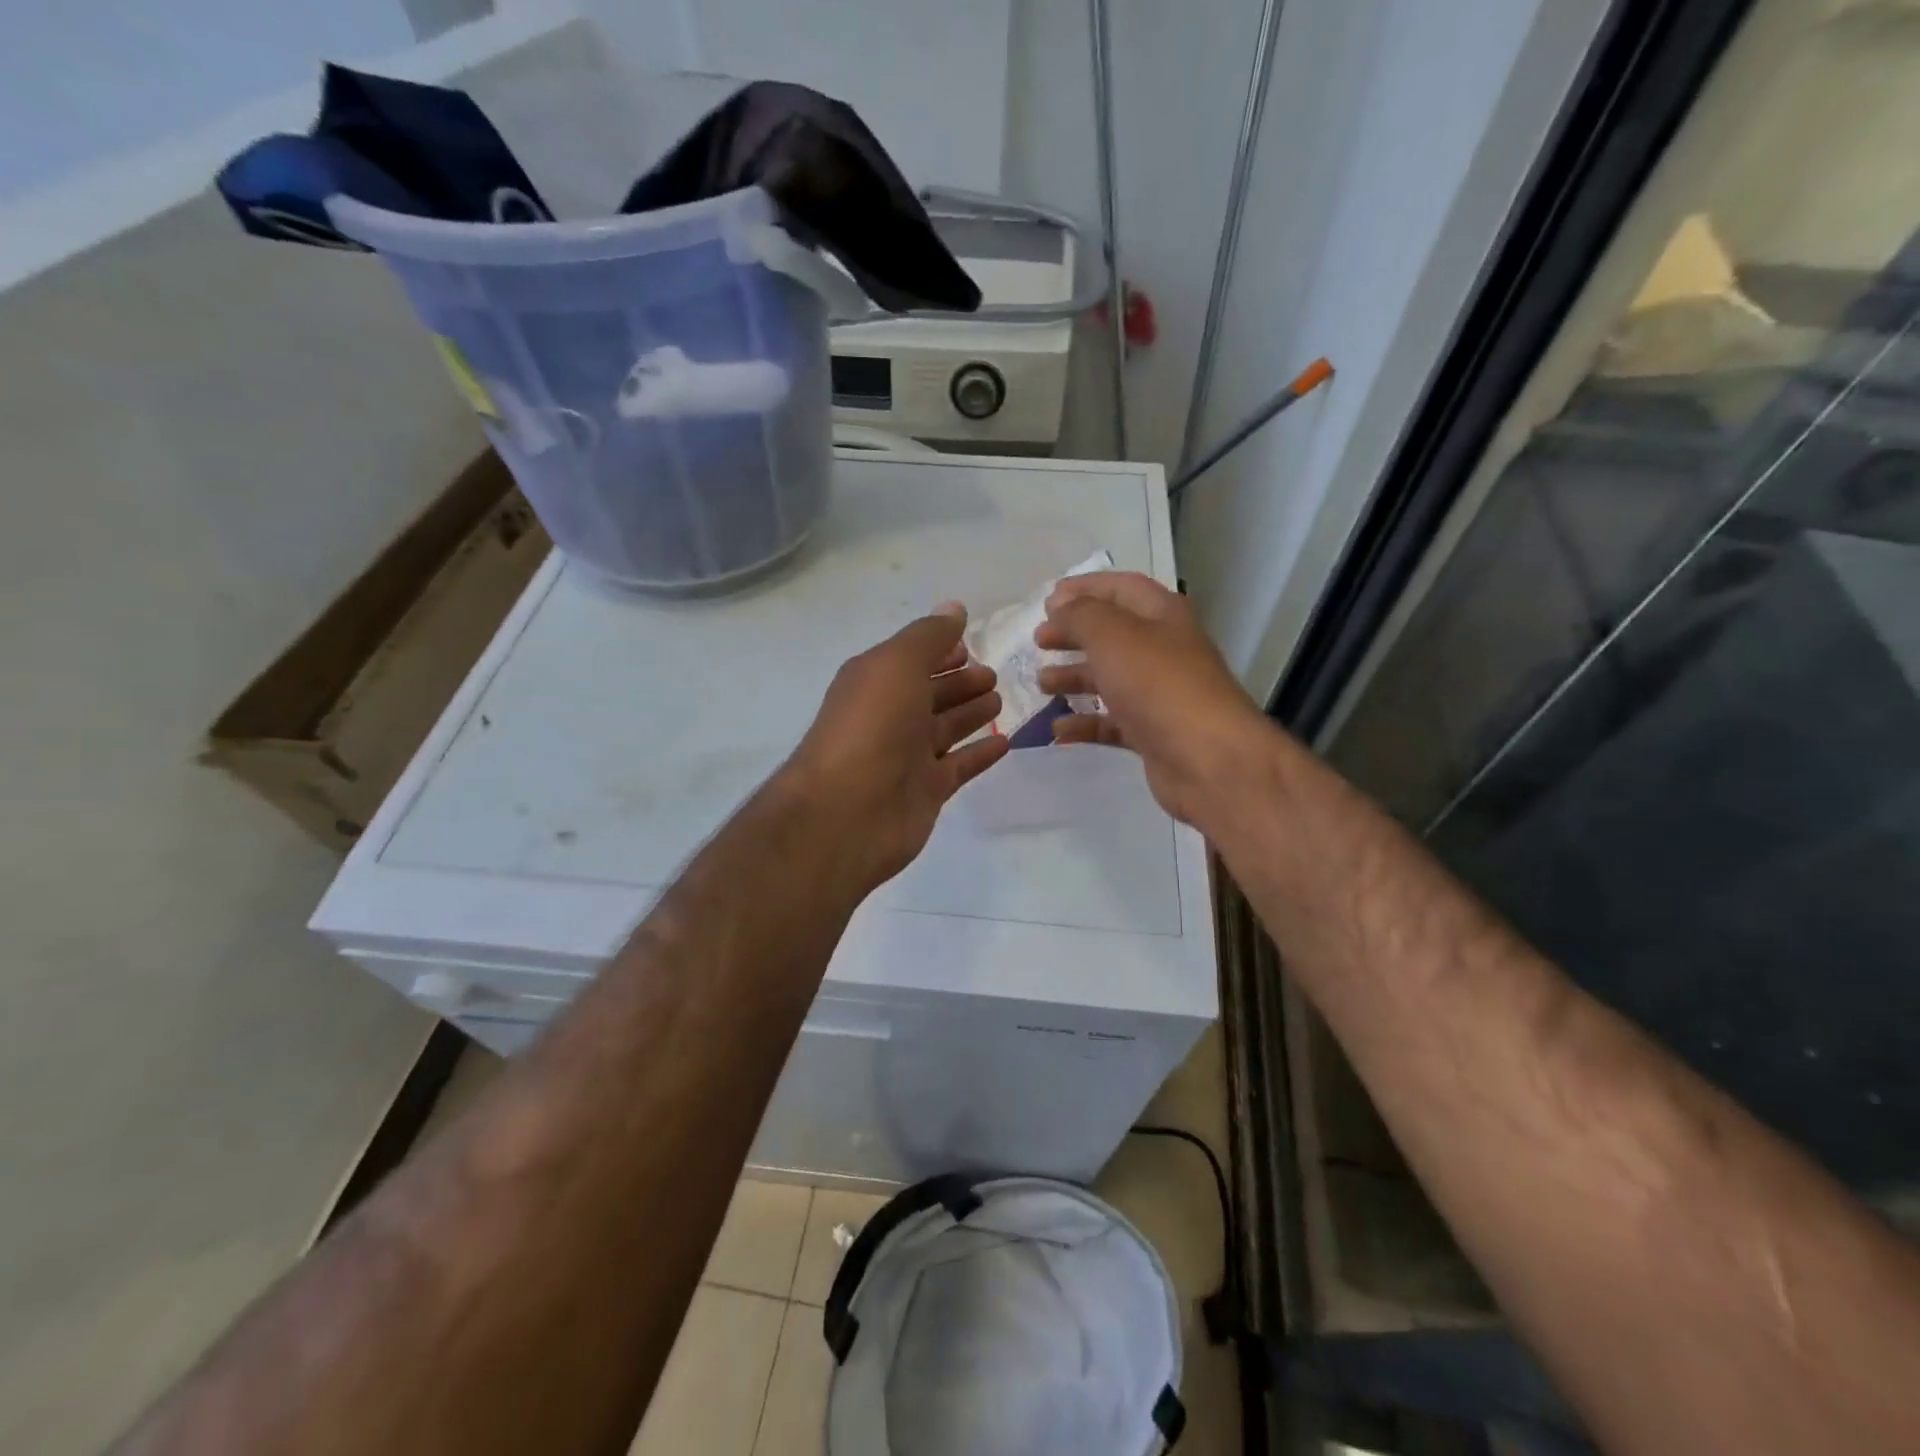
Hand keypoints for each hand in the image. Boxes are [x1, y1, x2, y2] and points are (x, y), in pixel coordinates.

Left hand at [782, 604, 1008, 891]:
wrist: (847, 812)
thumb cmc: (871, 727)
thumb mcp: (896, 664)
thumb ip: (928, 636)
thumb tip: (954, 608)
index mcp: (875, 682)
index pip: (912, 659)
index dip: (940, 650)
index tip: (970, 646)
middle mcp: (890, 717)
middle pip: (930, 694)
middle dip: (960, 683)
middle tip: (993, 675)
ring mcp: (907, 757)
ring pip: (946, 729)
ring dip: (971, 714)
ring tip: (1000, 702)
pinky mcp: (926, 791)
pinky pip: (958, 766)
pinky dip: (979, 754)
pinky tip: (1005, 742)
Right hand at [1035, 572, 1267, 826]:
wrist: (1209, 760)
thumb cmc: (1159, 686)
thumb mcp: (1113, 636)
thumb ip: (1081, 615)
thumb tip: (1060, 607)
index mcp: (1162, 616)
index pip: (1121, 588)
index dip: (1084, 588)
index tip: (1047, 601)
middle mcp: (1163, 650)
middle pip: (1112, 634)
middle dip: (1074, 634)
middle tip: (1039, 641)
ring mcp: (1159, 695)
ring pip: (1110, 678)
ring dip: (1074, 677)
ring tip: (1042, 683)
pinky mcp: (1153, 734)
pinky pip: (1112, 722)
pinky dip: (1085, 723)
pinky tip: (1057, 729)